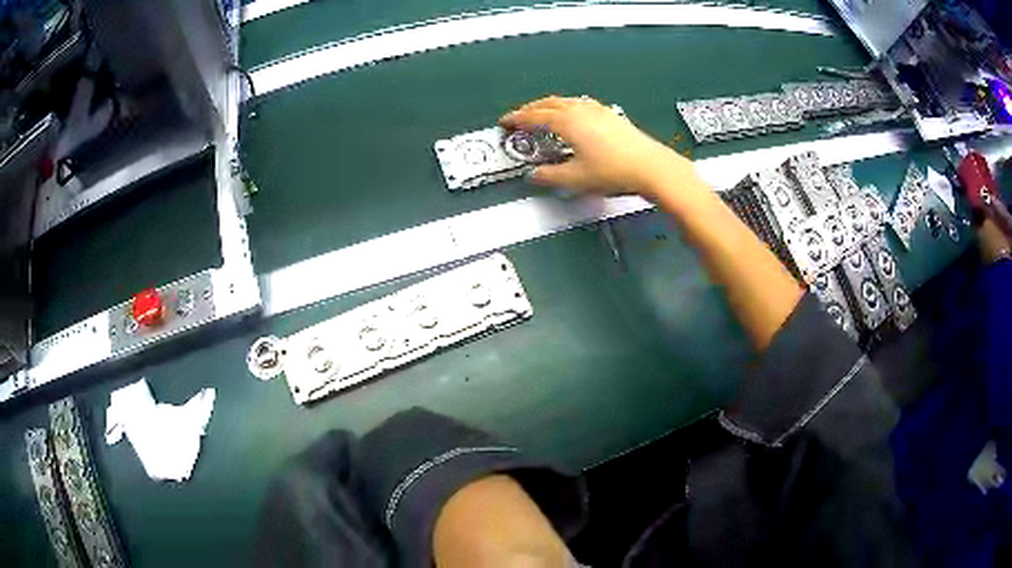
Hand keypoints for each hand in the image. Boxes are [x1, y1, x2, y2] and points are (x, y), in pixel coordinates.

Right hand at [500, 96, 691, 196]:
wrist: (650, 167)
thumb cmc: (614, 171)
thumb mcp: (575, 178)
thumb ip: (549, 176)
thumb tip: (534, 175)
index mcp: (567, 121)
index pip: (534, 116)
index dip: (517, 119)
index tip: (505, 122)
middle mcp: (581, 110)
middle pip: (548, 103)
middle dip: (530, 109)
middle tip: (519, 117)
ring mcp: (598, 110)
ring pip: (566, 101)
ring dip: (549, 105)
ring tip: (542, 114)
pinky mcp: (611, 116)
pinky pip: (581, 104)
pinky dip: (567, 107)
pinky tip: (573, 116)